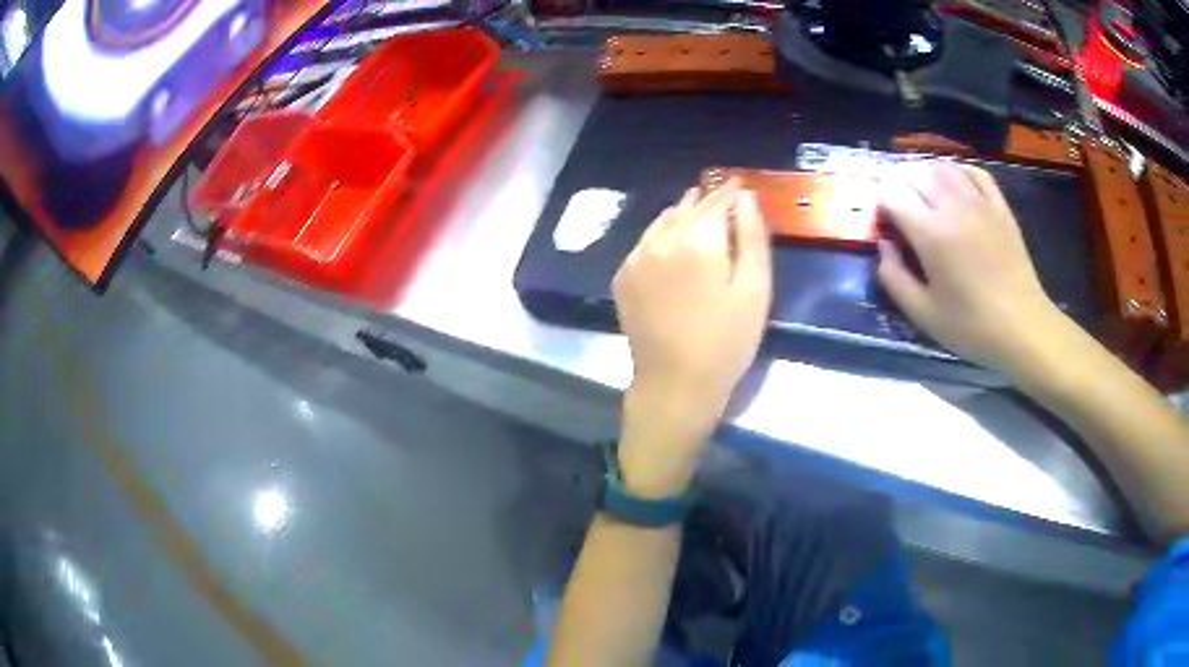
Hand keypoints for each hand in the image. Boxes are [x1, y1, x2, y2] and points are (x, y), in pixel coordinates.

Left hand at [613, 181, 771, 493]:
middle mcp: (661, 239)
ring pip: (664, 220)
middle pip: (689, 207)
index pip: (717, 201)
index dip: (732, 193)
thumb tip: (745, 199)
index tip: (742, 186)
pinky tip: (674, 241)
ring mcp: (637, 256)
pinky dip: (663, 233)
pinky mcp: (623, 275)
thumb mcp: (755, 290)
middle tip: (724, 195)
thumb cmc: (726, 341)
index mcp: (698, 239)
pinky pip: (646, 240)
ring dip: (684, 213)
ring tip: (700, 210)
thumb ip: (752, 237)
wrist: (675, 384)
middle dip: (708, 199)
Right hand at [876, 162, 1067, 372]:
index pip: (892, 195)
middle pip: (914, 174)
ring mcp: (979, 202)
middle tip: (899, 210)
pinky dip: (957, 171)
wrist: (1022, 327)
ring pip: (942, 167)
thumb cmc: (971, 326)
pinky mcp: (999, 206)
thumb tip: (884, 244)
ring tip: (922, 195)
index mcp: (930, 233)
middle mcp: (952, 206)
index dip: (880, 205)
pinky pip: (974, 172)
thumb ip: (893, 277)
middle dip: (899, 186)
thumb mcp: (922, 314)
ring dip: (925, 175)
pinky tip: (953, 185)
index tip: (883, 226)